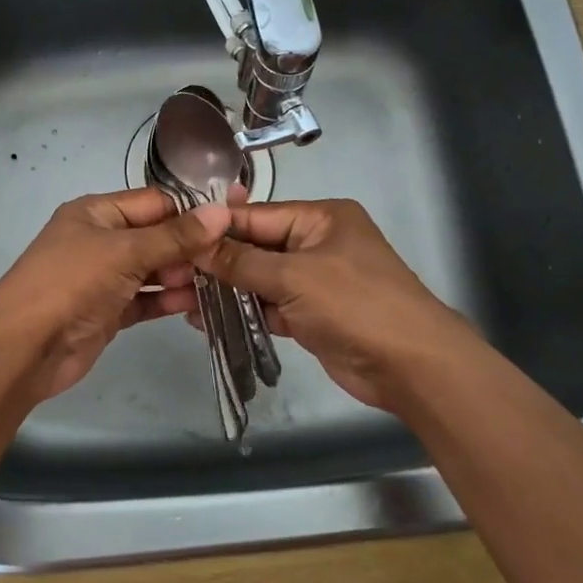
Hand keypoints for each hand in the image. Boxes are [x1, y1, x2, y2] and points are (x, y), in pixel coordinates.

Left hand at [0, 188, 230, 405]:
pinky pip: (146, 299)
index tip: (234, 220)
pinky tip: (198, 304)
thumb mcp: (125, 252)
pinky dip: (168, 300)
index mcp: (97, 212)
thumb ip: (175, 236)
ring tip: (224, 282)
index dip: (192, 211)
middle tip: (232, 258)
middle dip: (191, 247)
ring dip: (184, 275)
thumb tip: (223, 211)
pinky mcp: (109, 311)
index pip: (154, 203)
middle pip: (156, 236)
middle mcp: (101, 240)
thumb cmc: (72, 283)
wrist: (25, 348)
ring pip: (153, 270)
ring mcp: (104, 277)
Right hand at [196, 198, 471, 411]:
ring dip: (226, 290)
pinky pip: (269, 306)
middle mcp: (318, 243)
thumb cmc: (356, 305)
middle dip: (217, 262)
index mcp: (322, 218)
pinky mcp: (313, 315)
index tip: (175, 237)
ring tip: (180, 298)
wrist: (411, 366)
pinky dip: (244, 312)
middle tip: (171, 273)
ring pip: (260, 279)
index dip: (217, 228)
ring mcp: (316, 281)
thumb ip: (242, 262)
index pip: (258, 216)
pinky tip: (206, 319)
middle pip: (257, 247)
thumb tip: (197, 244)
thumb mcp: (294, 276)